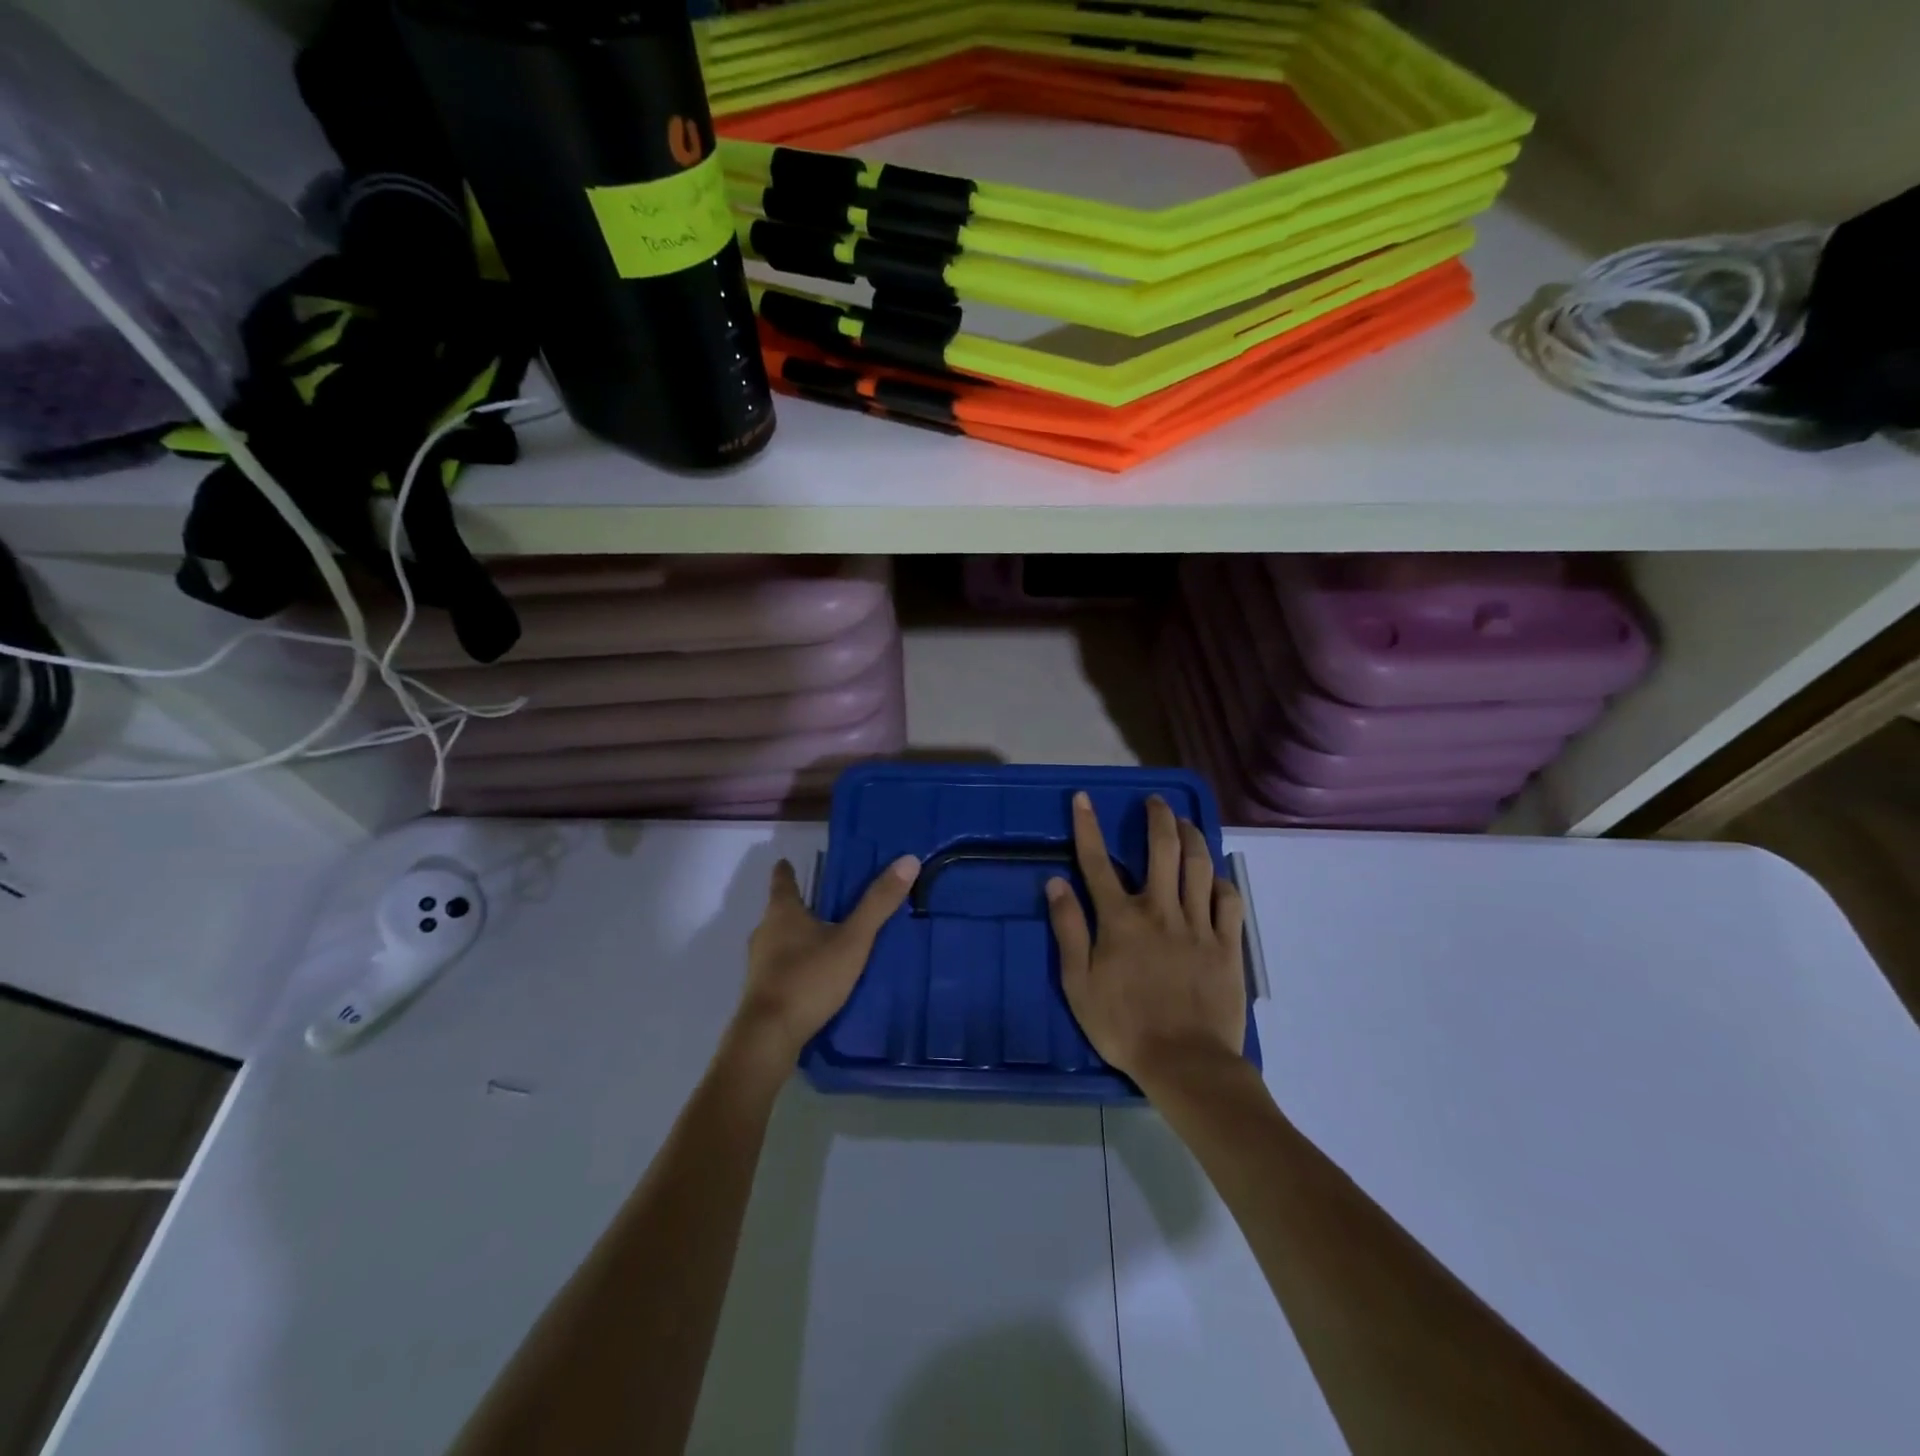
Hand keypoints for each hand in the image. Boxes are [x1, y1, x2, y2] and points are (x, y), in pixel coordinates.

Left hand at [730, 853, 920, 1066]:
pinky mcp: (761, 990)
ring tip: (825, 938)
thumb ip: (878, 904)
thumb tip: (907, 860)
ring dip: (798, 935)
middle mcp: (765, 931)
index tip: (789, 860)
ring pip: (779, 938)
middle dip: (800, 905)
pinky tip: (815, 973)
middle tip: (826, 901)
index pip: (782, 880)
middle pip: (780, 910)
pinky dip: (796, 961)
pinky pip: (780, 965)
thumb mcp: (852, 941)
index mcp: (783, 912)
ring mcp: (759, 963)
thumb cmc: (809, 978)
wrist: (769, 1036)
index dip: (787, 870)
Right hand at [1046, 792, 1246, 1089]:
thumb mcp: (1078, 983)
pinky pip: (1229, 900)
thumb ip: (1068, 929)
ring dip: (1191, 837)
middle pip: (1162, 849)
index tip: (1083, 798)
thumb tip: (1055, 883)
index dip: (1087, 826)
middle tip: (1155, 802)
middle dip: (1157, 817)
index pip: (1097, 861)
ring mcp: (1198, 925)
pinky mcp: (1227, 944)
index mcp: (1120, 919)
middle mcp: (1160, 910)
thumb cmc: (1123, 1026)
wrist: (1185, 1062)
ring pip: (1198, 866)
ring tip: (1185, 823)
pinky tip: (1215, 877)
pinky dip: (1221, 882)